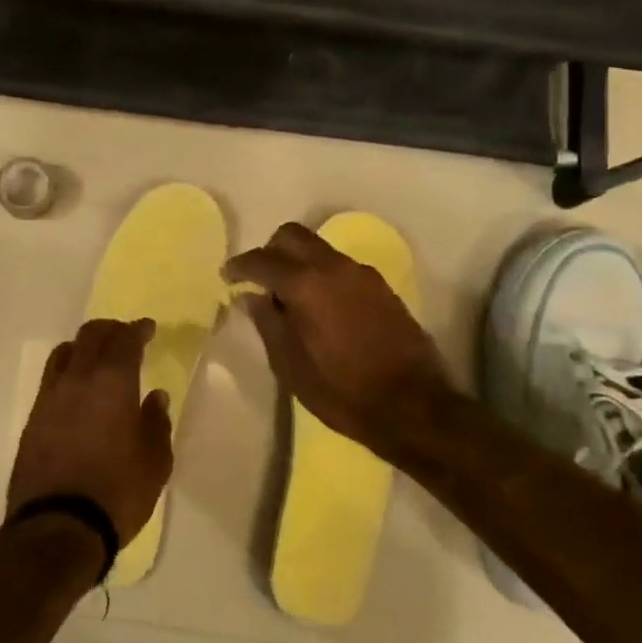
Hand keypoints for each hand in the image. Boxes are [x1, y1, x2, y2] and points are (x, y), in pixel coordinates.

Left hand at [7, 318, 173, 548]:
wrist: (58, 525)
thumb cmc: (118, 492)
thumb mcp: (155, 463)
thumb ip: (157, 423)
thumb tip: (155, 397)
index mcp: (112, 382)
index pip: (125, 340)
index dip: (137, 329)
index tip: (148, 328)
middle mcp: (78, 379)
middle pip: (90, 335)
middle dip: (110, 330)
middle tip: (125, 337)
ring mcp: (50, 397)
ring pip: (65, 352)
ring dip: (84, 347)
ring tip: (97, 358)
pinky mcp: (33, 419)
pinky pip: (51, 379)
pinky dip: (67, 372)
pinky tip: (76, 391)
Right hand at [224, 222, 455, 457]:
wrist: (414, 406)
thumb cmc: (342, 391)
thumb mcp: (290, 365)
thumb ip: (267, 323)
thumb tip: (251, 295)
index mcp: (306, 284)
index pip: (262, 260)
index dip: (239, 266)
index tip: (227, 276)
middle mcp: (334, 267)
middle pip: (293, 236)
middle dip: (270, 249)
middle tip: (258, 277)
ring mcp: (362, 275)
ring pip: (319, 249)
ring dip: (298, 261)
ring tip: (289, 295)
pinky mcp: (382, 288)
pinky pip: (341, 267)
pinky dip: (322, 274)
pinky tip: (320, 306)